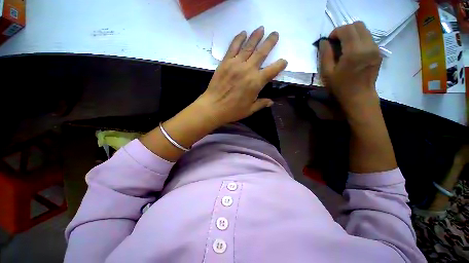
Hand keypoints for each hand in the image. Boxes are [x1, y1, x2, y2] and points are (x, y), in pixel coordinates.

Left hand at [194, 26, 287, 126]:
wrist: (213, 107)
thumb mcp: (250, 110)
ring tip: (261, 28)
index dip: (280, 64)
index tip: (284, 61)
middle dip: (270, 42)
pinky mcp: (225, 62)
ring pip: (248, 47)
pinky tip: (243, 33)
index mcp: (256, 82)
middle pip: (262, 53)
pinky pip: (233, 47)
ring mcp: (236, 64)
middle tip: (275, 34)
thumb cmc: (233, 111)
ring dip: (256, 36)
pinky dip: (238, 39)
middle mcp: (248, 70)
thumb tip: (271, 102)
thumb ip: (261, 104)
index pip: (273, 70)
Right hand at [319, 22, 381, 113]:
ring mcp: (375, 48)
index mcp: (354, 52)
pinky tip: (352, 50)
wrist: (359, 96)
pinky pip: (368, 37)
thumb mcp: (327, 73)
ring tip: (344, 46)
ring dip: (352, 34)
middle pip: (357, 25)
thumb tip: (324, 41)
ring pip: (364, 30)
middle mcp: (368, 46)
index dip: (335, 32)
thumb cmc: (340, 87)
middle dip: (344, 30)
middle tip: (336, 42)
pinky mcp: (378, 52)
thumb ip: (325, 55)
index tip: (329, 42)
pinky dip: (358, 39)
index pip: (346, 29)